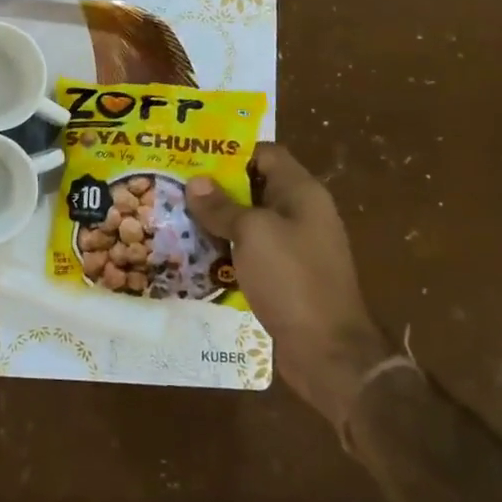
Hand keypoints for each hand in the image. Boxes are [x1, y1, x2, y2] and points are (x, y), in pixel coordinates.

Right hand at [186, 144, 391, 427]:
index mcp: (301, 193)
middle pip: (254, 186)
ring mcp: (295, 246)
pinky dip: (226, 249)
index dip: (230, 151)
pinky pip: (251, 250)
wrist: (328, 351)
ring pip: (249, 221)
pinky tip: (195, 253)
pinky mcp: (286, 275)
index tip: (192, 154)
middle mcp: (301, 213)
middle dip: (216, 187)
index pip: (265, 154)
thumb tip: (195, 182)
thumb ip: (222, 206)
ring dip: (217, 220)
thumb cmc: (292, 279)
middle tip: (174, 184)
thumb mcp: (252, 233)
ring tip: (175, 216)